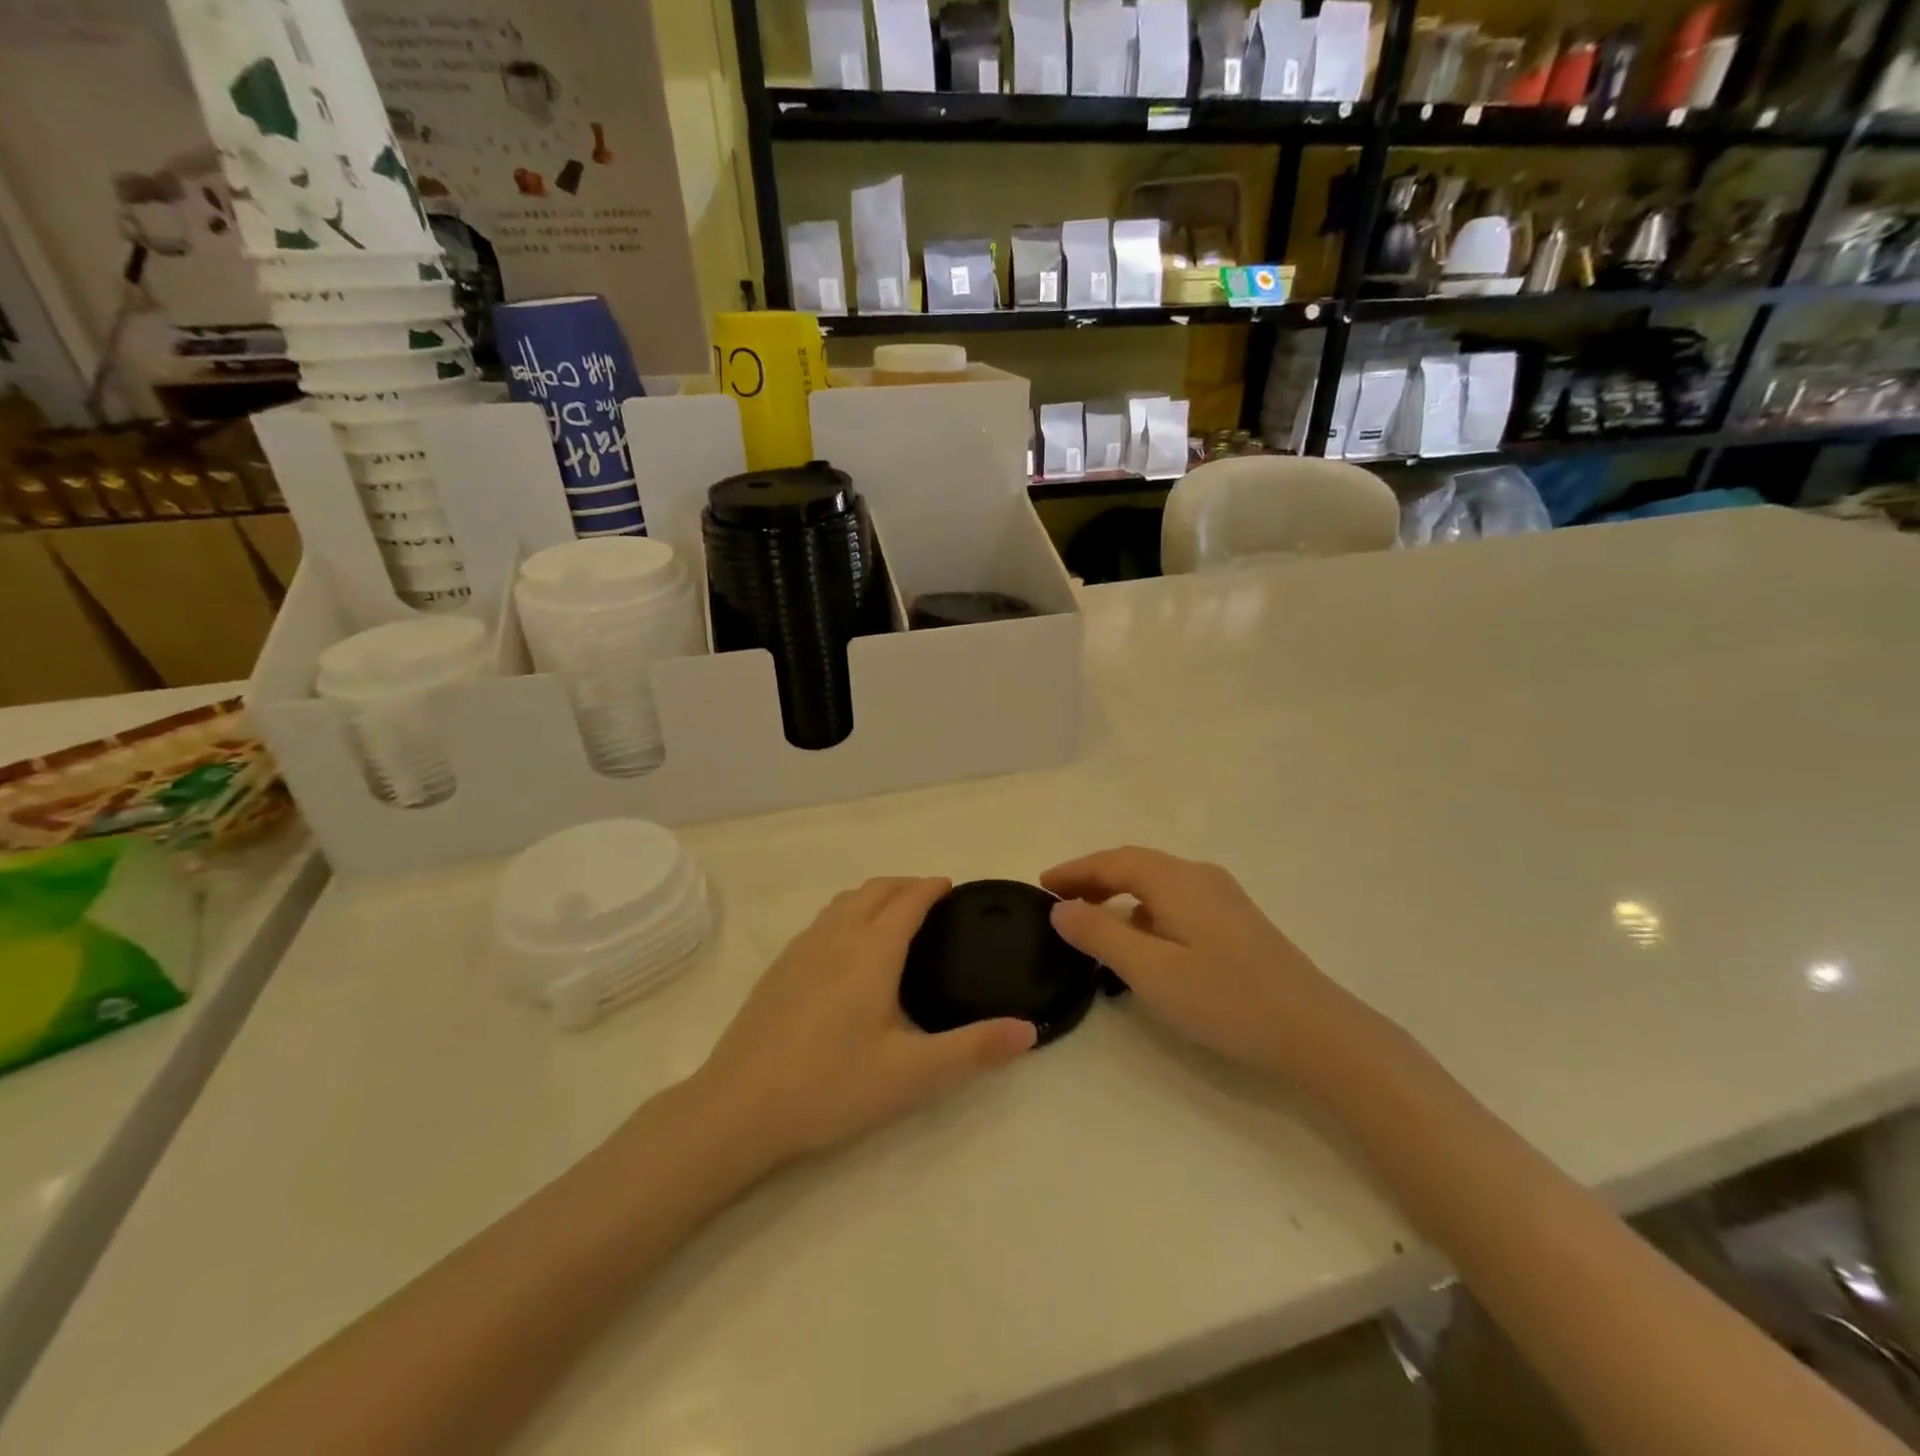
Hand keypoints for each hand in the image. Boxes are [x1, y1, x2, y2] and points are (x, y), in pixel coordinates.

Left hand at [693, 877, 1035, 1166]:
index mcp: (871, 950)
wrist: (737, 1109)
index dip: (931, 888)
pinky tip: (846, 951)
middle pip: (875, 890)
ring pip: (844, 902)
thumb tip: (1028, 1030)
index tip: (952, 887)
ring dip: (874, 896)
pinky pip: (822, 921)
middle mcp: (835, 936)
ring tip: (893, 915)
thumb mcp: (912, 1075)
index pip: (908, 900)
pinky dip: (847, 914)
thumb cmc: (831, 1086)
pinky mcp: (778, 969)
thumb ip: (974, 1050)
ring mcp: (800, 949)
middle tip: (931, 900)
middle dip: (905, 885)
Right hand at [1042, 848, 1359, 1080]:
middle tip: (1059, 903)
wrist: (1314, 1029)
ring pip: (1156, 884)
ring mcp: (1222, 898)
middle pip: (1135, 866)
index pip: (1113, 861)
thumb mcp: (1151, 970)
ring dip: (1119, 895)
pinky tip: (1141, 941)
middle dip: (1093, 879)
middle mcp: (1199, 876)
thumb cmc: (1225, 998)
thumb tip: (1060, 908)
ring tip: (1091, 921)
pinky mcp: (1235, 921)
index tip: (1040, 885)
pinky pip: (1175, 901)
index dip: (1074, 871)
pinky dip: (1144, 910)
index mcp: (1176, 880)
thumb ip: (1101, 935)